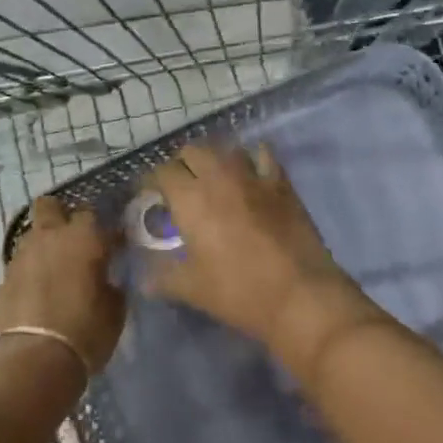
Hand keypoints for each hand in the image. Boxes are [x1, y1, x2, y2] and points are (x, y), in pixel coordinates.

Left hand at [0, 196, 125, 375]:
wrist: (34, 360)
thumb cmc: (85, 331)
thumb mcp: (115, 310)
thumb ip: (111, 284)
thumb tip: (107, 279)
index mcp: (83, 237)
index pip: (94, 214)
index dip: (103, 230)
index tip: (111, 247)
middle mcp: (50, 236)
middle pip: (50, 205)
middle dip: (61, 216)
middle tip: (73, 241)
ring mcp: (22, 255)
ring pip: (32, 234)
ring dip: (44, 244)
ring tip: (54, 269)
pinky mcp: (4, 278)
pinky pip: (20, 263)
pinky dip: (30, 271)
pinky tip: (38, 292)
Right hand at [147, 144, 380, 373]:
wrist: (299, 294)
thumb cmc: (238, 291)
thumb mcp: (192, 289)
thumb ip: (163, 278)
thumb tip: (143, 280)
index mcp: (190, 198)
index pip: (161, 172)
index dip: (152, 181)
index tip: (150, 194)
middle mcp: (217, 176)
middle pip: (191, 151)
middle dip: (182, 164)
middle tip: (181, 186)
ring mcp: (251, 175)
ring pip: (225, 148)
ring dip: (215, 158)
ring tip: (214, 177)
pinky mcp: (279, 182)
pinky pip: (263, 155)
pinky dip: (253, 157)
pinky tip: (251, 171)